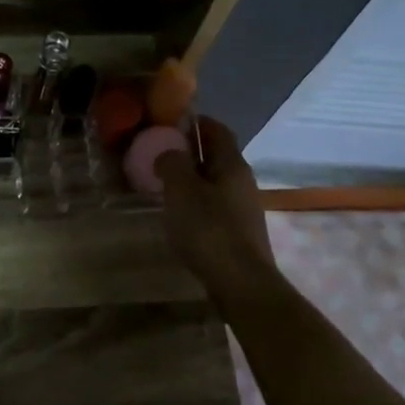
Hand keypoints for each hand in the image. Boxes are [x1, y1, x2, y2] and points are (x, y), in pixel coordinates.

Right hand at [154, 118, 277, 301]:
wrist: (240, 282)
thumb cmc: (209, 230)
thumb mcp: (182, 190)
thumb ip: (172, 164)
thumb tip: (169, 152)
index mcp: (232, 164)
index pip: (217, 130)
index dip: (196, 122)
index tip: (171, 122)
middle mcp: (242, 181)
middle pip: (217, 156)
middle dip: (191, 152)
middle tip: (160, 153)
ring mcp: (243, 208)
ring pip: (215, 183)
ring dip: (192, 179)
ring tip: (164, 185)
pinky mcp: (239, 232)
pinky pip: (215, 206)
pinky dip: (197, 202)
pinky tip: (180, 215)